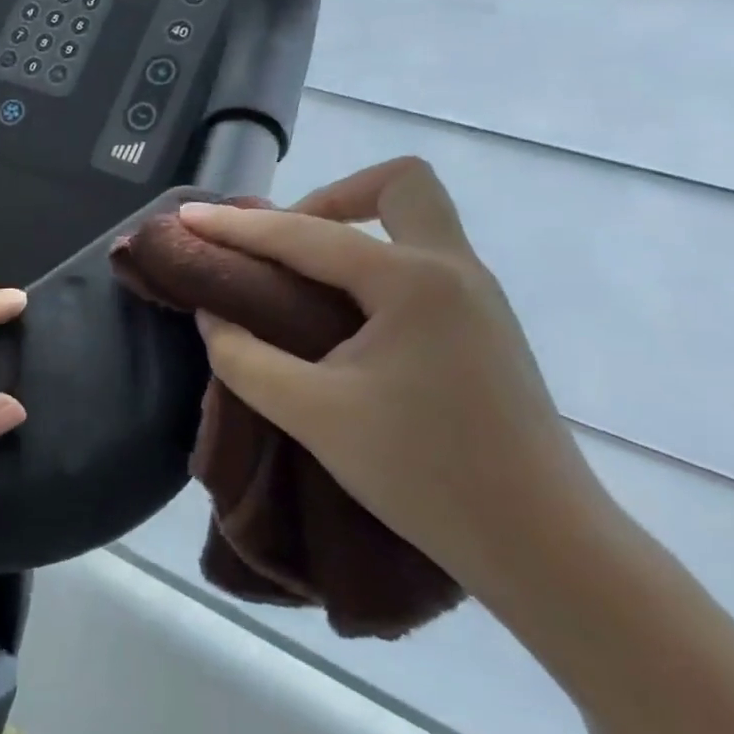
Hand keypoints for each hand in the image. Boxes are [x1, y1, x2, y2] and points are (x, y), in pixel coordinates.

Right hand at [177, 157, 618, 608]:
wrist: (545, 549)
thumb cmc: (425, 474)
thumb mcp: (313, 415)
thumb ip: (245, 358)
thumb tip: (214, 315)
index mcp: (412, 282)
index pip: (306, 235)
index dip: (238, 226)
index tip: (188, 216)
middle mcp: (453, 270)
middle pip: (400, 185)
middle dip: (331, 197)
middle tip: (283, 242)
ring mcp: (477, 297)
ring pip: (416, 220)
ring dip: (353, 228)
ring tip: (299, 275)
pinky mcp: (483, 326)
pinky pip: (422, 259)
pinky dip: (372, 262)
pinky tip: (341, 313)